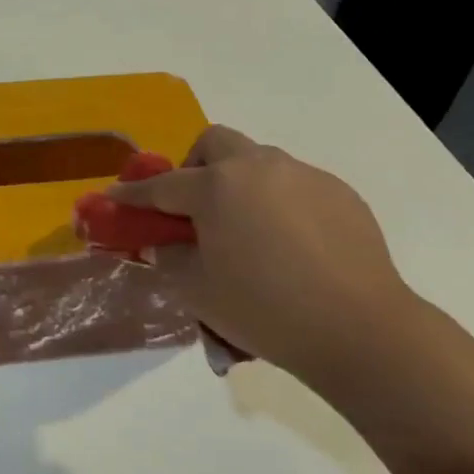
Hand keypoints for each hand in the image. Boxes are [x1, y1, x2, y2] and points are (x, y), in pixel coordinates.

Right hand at [109, 125, 418, 374]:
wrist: (358, 329)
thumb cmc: (265, 310)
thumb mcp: (198, 291)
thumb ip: (171, 259)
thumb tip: (166, 244)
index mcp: (217, 188)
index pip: (162, 186)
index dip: (134, 194)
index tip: (115, 197)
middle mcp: (259, 167)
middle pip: (215, 144)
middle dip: (194, 167)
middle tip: (195, 209)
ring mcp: (303, 175)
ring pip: (258, 162)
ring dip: (240, 184)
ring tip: (248, 232)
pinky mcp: (339, 192)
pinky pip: (295, 185)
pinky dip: (278, 203)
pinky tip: (291, 246)